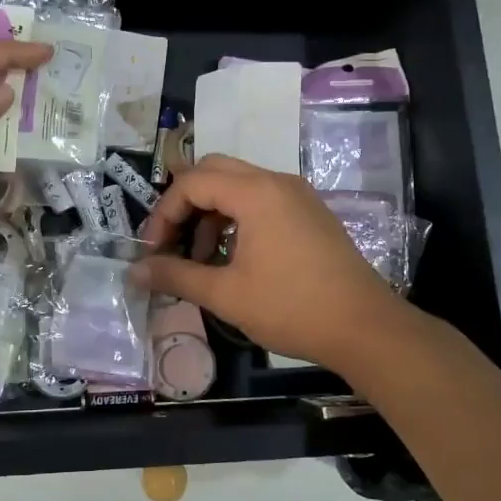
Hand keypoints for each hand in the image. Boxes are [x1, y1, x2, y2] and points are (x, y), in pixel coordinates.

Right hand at [134, 155, 415, 376]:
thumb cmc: (291, 308)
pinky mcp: (310, 213)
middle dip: (185, 204)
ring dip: (211, 213)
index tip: (152, 250)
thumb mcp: (226, 294)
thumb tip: (133, 271)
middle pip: (214, 172)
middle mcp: (277, 182)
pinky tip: (234, 258)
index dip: (163, 214)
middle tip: (172, 242)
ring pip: (238, 185)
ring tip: (202, 258)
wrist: (366, 328)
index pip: (191, 183)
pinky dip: (237, 219)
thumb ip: (176, 275)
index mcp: (255, 192)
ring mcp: (298, 196)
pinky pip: (261, 200)